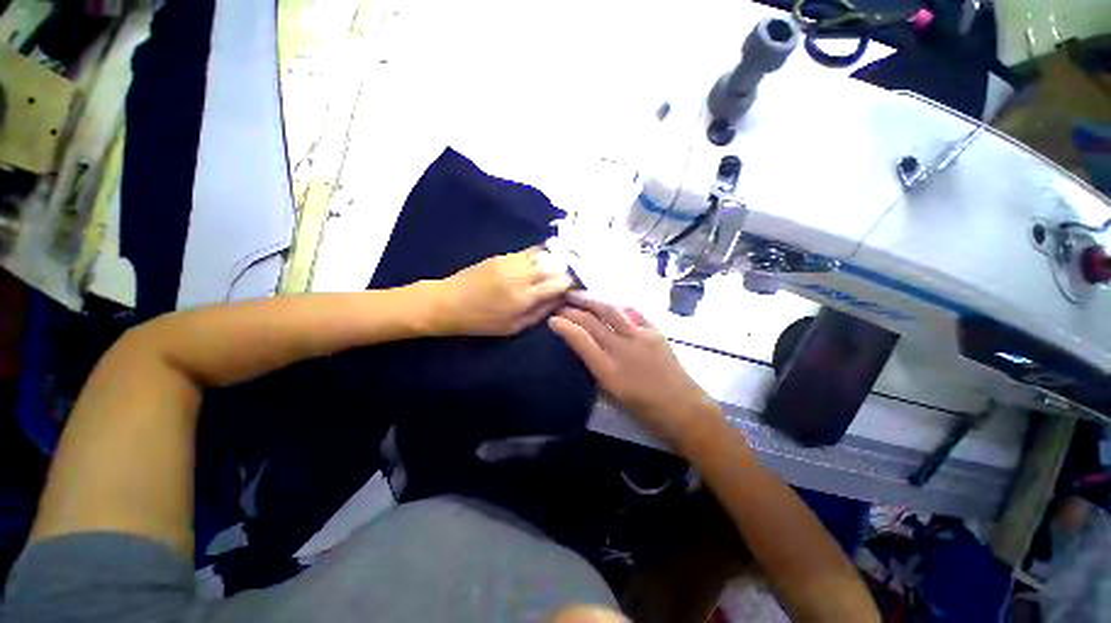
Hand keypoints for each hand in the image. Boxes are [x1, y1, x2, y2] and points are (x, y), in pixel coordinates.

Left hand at [428, 247, 574, 336]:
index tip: (574, 287)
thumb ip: (539, 313)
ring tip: (556, 267)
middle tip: (568, 276)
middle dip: (565, 269)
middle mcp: (521, 275)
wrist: (448, 302)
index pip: (559, 283)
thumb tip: (559, 300)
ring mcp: (511, 262)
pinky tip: (539, 263)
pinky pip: (528, 252)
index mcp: (524, 298)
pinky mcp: (502, 255)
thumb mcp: (513, 327)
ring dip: (553, 260)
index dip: (571, 283)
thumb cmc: (481, 322)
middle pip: (554, 264)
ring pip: (543, 254)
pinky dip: (539, 256)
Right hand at [548, 291, 720, 448]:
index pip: (580, 339)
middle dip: (572, 309)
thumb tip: (582, 345)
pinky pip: (632, 312)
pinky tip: (608, 303)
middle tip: (560, 303)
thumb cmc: (643, 408)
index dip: (564, 326)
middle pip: (592, 321)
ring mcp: (640, 337)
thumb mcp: (611, 392)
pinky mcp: (655, 331)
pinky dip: (616, 305)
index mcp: (608, 370)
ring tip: (577, 294)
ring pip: (610, 310)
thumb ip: (594, 367)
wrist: (682, 408)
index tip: (552, 319)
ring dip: (591, 300)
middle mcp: (622, 348)